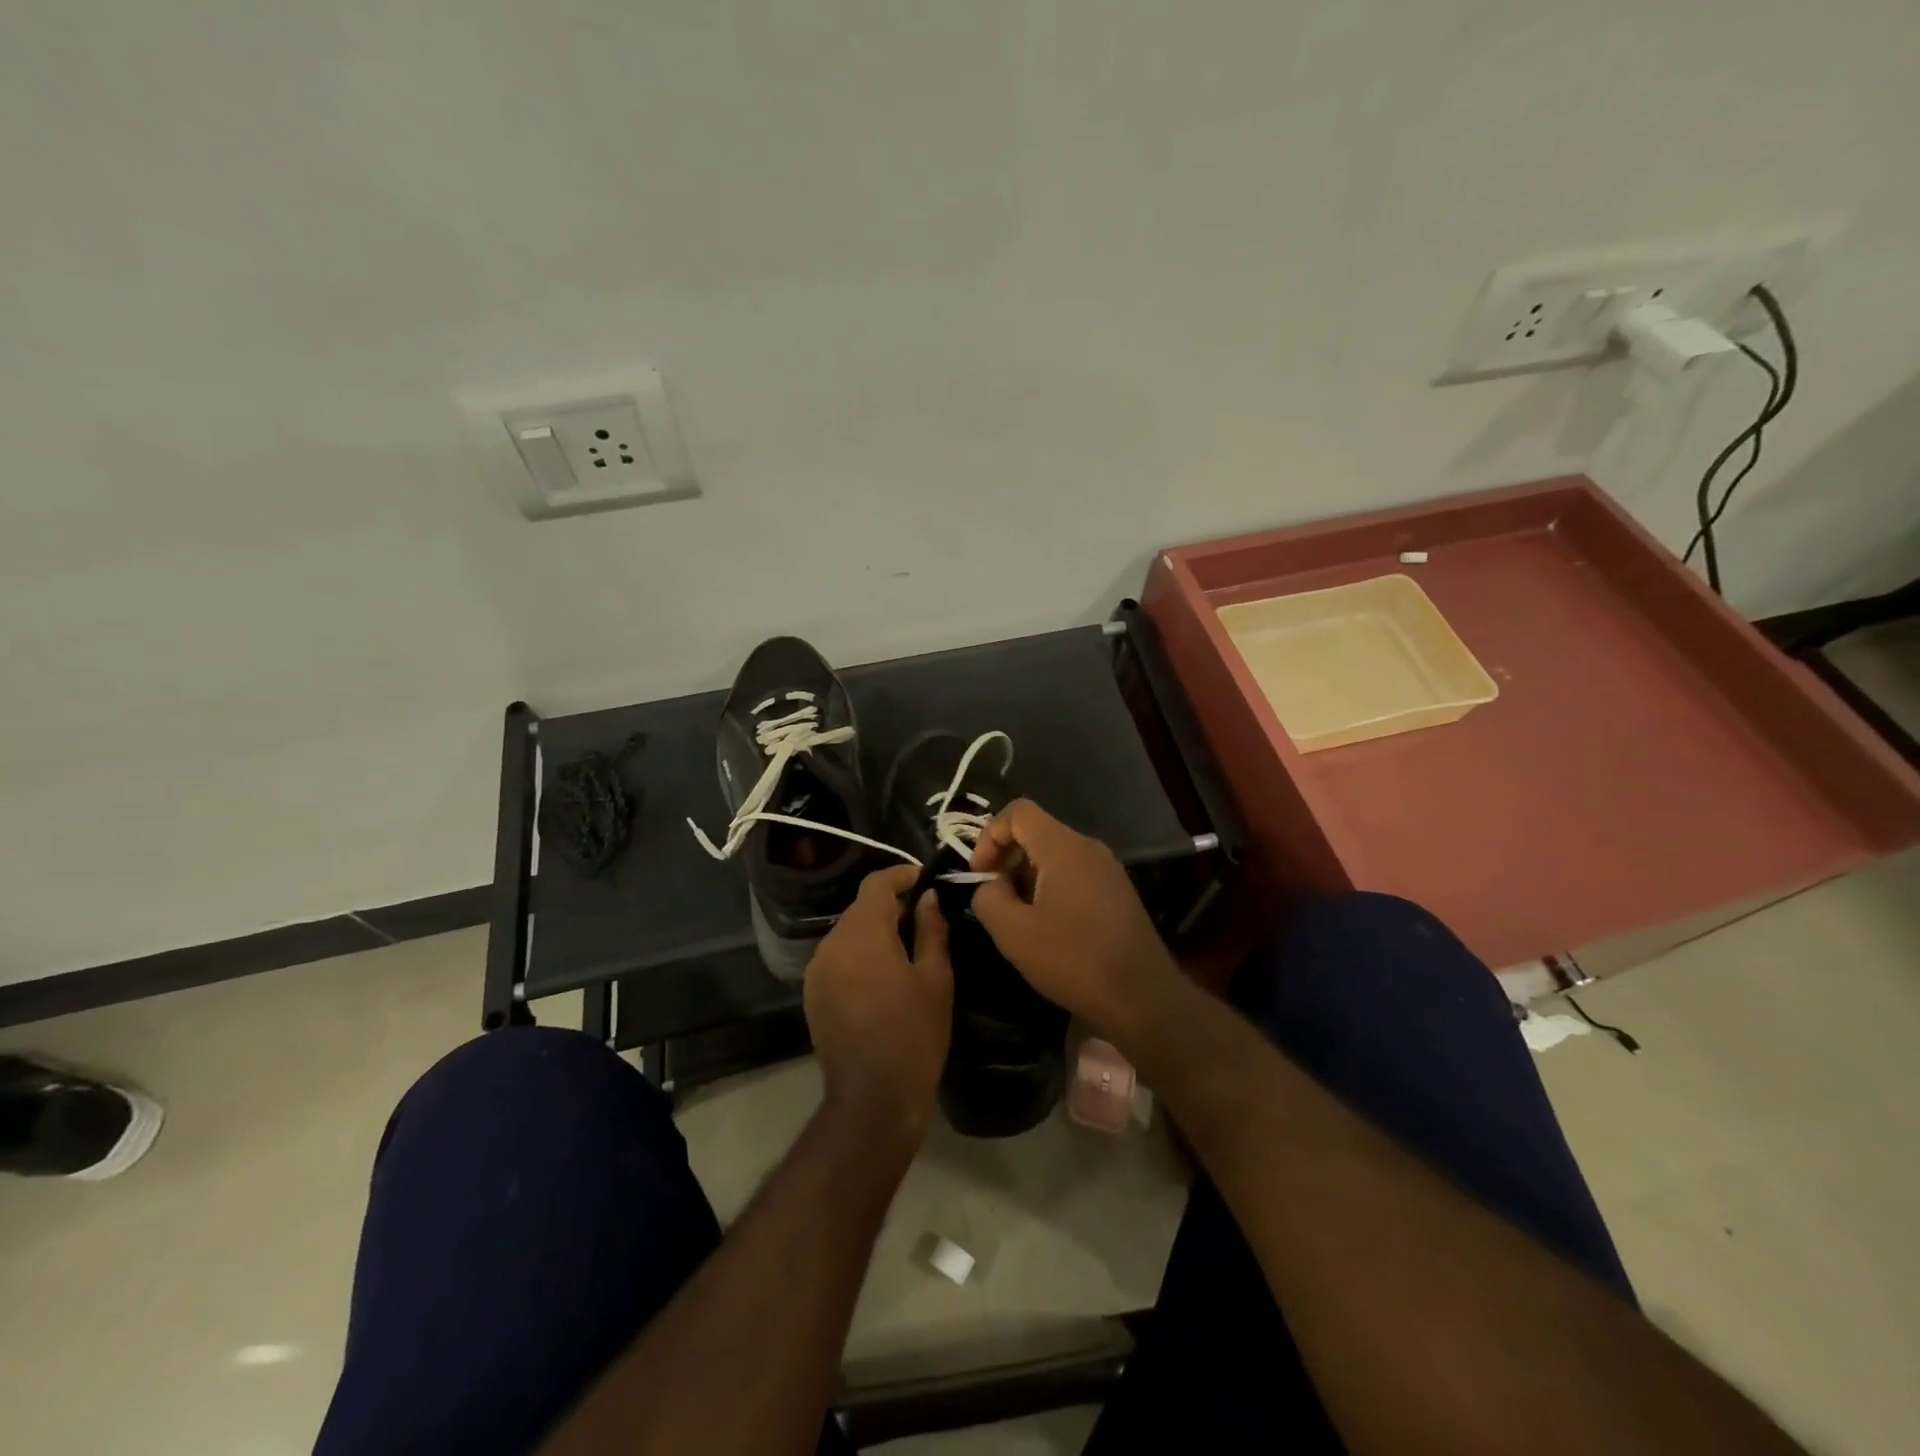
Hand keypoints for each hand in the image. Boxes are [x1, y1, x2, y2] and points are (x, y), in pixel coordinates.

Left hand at [803, 865, 952, 1144]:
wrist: (873, 1098)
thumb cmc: (914, 1033)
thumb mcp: (935, 977)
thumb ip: (931, 929)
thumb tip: (927, 897)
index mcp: (862, 933)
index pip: (876, 884)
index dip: (901, 874)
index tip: (924, 878)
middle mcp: (831, 943)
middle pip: (860, 908)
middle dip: (890, 904)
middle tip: (923, 914)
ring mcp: (817, 970)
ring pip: (848, 933)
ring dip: (875, 930)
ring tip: (906, 945)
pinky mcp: (813, 994)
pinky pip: (838, 957)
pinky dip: (860, 953)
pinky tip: (883, 973)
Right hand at [969, 800, 1180, 1033]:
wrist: (1142, 997)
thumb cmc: (1074, 959)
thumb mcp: (1013, 933)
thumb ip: (988, 897)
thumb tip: (990, 885)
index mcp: (1063, 846)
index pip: (1018, 811)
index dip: (989, 835)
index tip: (980, 873)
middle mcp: (1088, 847)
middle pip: (1036, 831)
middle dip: (1006, 857)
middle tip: (993, 897)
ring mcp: (1107, 868)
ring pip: (1054, 854)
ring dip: (1026, 876)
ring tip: (1017, 916)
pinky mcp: (1116, 891)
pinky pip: (1073, 873)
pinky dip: (1050, 887)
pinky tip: (1046, 926)